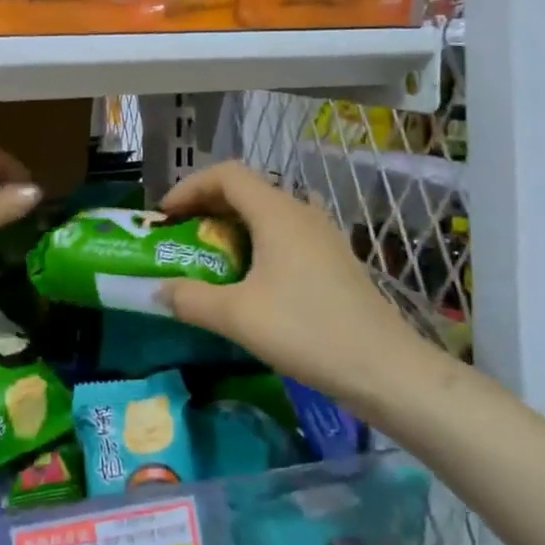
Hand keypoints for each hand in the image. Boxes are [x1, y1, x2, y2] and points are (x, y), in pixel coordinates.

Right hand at [157, 161, 443, 407]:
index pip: (226, 174)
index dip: (190, 187)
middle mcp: (301, 212)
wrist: (385, 369)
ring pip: (266, 213)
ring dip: (232, 225)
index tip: (165, 215)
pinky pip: (284, 234)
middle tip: (179, 235)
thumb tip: (158, 291)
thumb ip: (191, 299)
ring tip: (209, 255)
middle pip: (246, 190)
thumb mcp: (238, 317)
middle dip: (206, 206)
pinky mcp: (333, 259)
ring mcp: (322, 235)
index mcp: (277, 212)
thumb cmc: (307, 331)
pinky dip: (256, 242)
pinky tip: (249, 279)